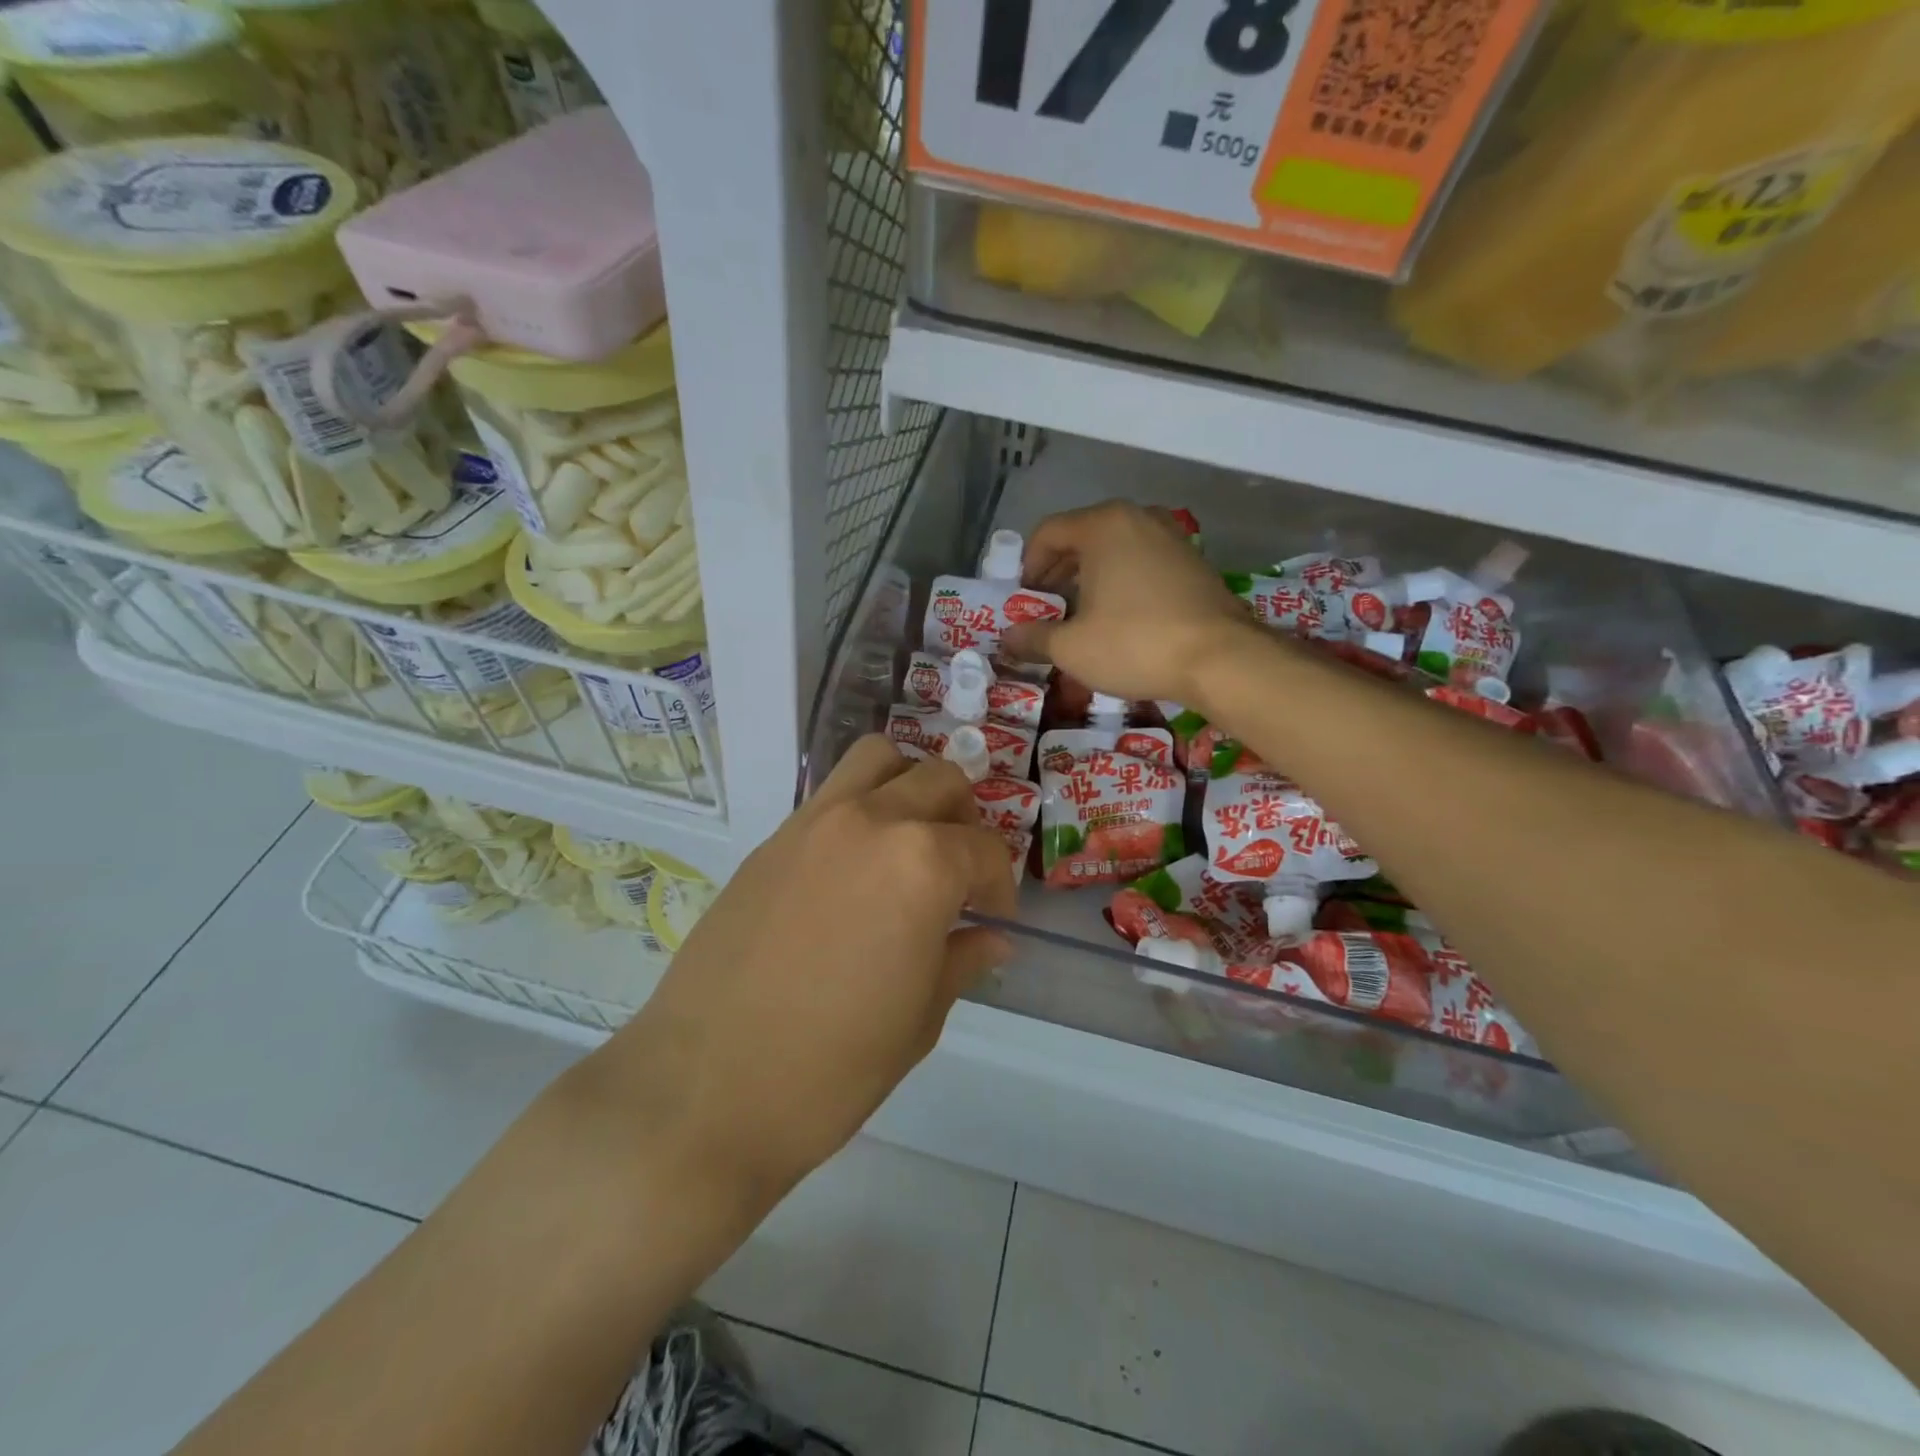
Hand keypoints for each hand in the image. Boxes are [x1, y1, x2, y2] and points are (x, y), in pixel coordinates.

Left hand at [588, 737, 1017, 1210]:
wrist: (704, 1089)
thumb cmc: (832, 1068)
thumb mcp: (919, 1019)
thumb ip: (962, 960)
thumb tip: (993, 938)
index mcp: (922, 864)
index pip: (984, 850)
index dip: (999, 886)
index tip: (992, 920)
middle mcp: (871, 821)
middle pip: (939, 780)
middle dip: (964, 819)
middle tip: (958, 870)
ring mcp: (814, 822)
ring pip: (878, 759)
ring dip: (909, 785)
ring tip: (909, 840)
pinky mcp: (771, 839)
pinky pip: (831, 795)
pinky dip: (860, 807)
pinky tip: (852, 869)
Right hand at [1003, 501, 1253, 706]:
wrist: (1221, 659)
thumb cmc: (1135, 644)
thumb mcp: (1071, 648)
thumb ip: (1034, 638)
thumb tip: (1008, 638)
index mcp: (1103, 525)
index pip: (1048, 532)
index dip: (1028, 567)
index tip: (1025, 601)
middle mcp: (1138, 518)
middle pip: (1082, 536)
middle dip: (1058, 572)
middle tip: (1048, 608)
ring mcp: (1171, 537)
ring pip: (1115, 549)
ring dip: (1091, 578)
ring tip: (1083, 615)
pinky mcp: (1194, 561)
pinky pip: (1144, 562)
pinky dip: (1123, 582)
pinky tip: (1122, 618)